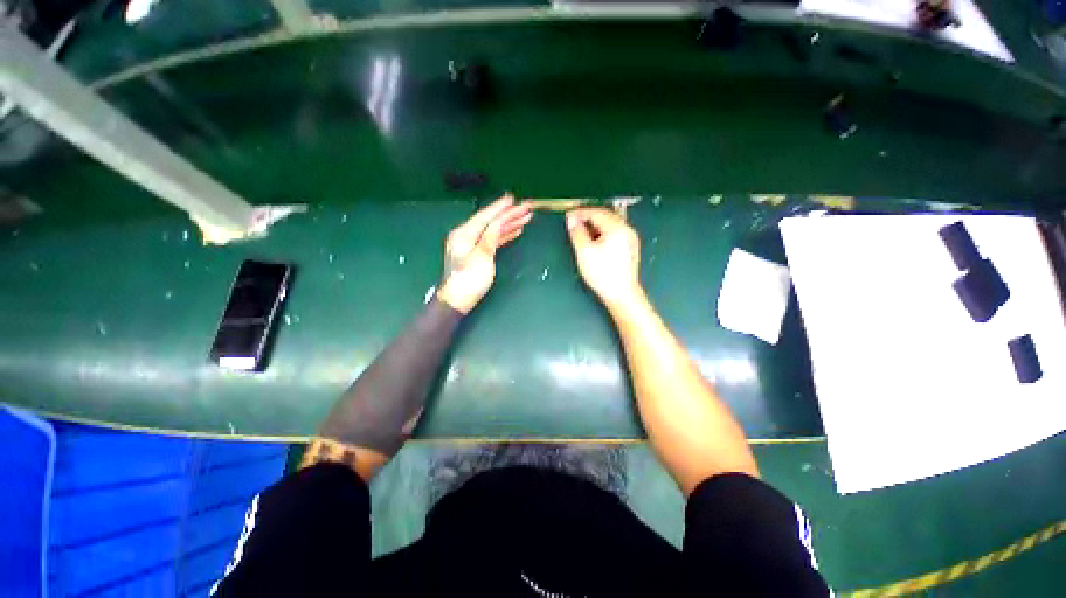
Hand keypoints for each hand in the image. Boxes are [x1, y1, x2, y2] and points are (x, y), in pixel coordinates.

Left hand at [437, 194, 531, 313]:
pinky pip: (493, 240)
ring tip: (525, 218)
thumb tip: (498, 222)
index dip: (500, 207)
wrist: (458, 301)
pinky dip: (504, 235)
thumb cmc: (468, 280)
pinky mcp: (478, 254)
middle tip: (526, 208)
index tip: (513, 199)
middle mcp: (467, 235)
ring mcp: (472, 245)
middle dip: (509, 214)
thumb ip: (490, 237)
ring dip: (509, 224)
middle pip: (491, 221)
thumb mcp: (481, 257)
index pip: (485, 216)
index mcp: (464, 234)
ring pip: (494, 230)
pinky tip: (515, 231)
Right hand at [566, 207, 642, 310]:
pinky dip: (603, 232)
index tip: (568, 216)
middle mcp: (627, 230)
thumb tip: (572, 219)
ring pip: (611, 224)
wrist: (621, 294)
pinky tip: (595, 240)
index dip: (580, 213)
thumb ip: (577, 232)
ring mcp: (630, 239)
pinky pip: (615, 233)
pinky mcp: (630, 248)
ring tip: (582, 231)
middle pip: (605, 216)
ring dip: (596, 225)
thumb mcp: (584, 252)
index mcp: (617, 228)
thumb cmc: (602, 274)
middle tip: (574, 222)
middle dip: (589, 217)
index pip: (596, 212)